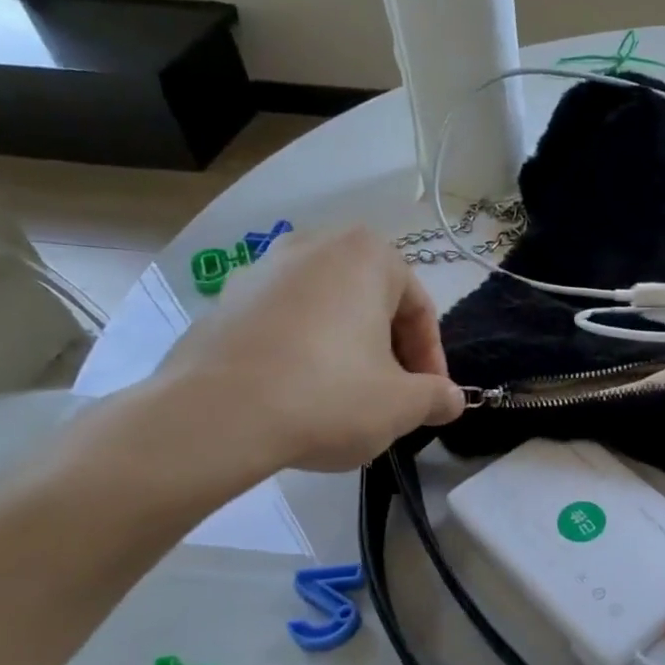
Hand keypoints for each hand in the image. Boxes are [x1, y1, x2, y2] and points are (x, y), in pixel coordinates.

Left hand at [156, 226, 464, 478]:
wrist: (213, 418)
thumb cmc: (328, 396)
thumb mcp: (403, 405)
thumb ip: (438, 397)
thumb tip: (451, 399)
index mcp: (365, 255)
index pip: (418, 307)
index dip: (431, 359)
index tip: (428, 398)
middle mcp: (313, 246)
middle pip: (372, 304)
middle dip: (389, 350)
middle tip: (393, 396)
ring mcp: (259, 271)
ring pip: (327, 313)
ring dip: (347, 351)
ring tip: (346, 399)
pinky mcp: (222, 304)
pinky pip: (283, 326)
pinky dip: (302, 354)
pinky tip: (299, 397)